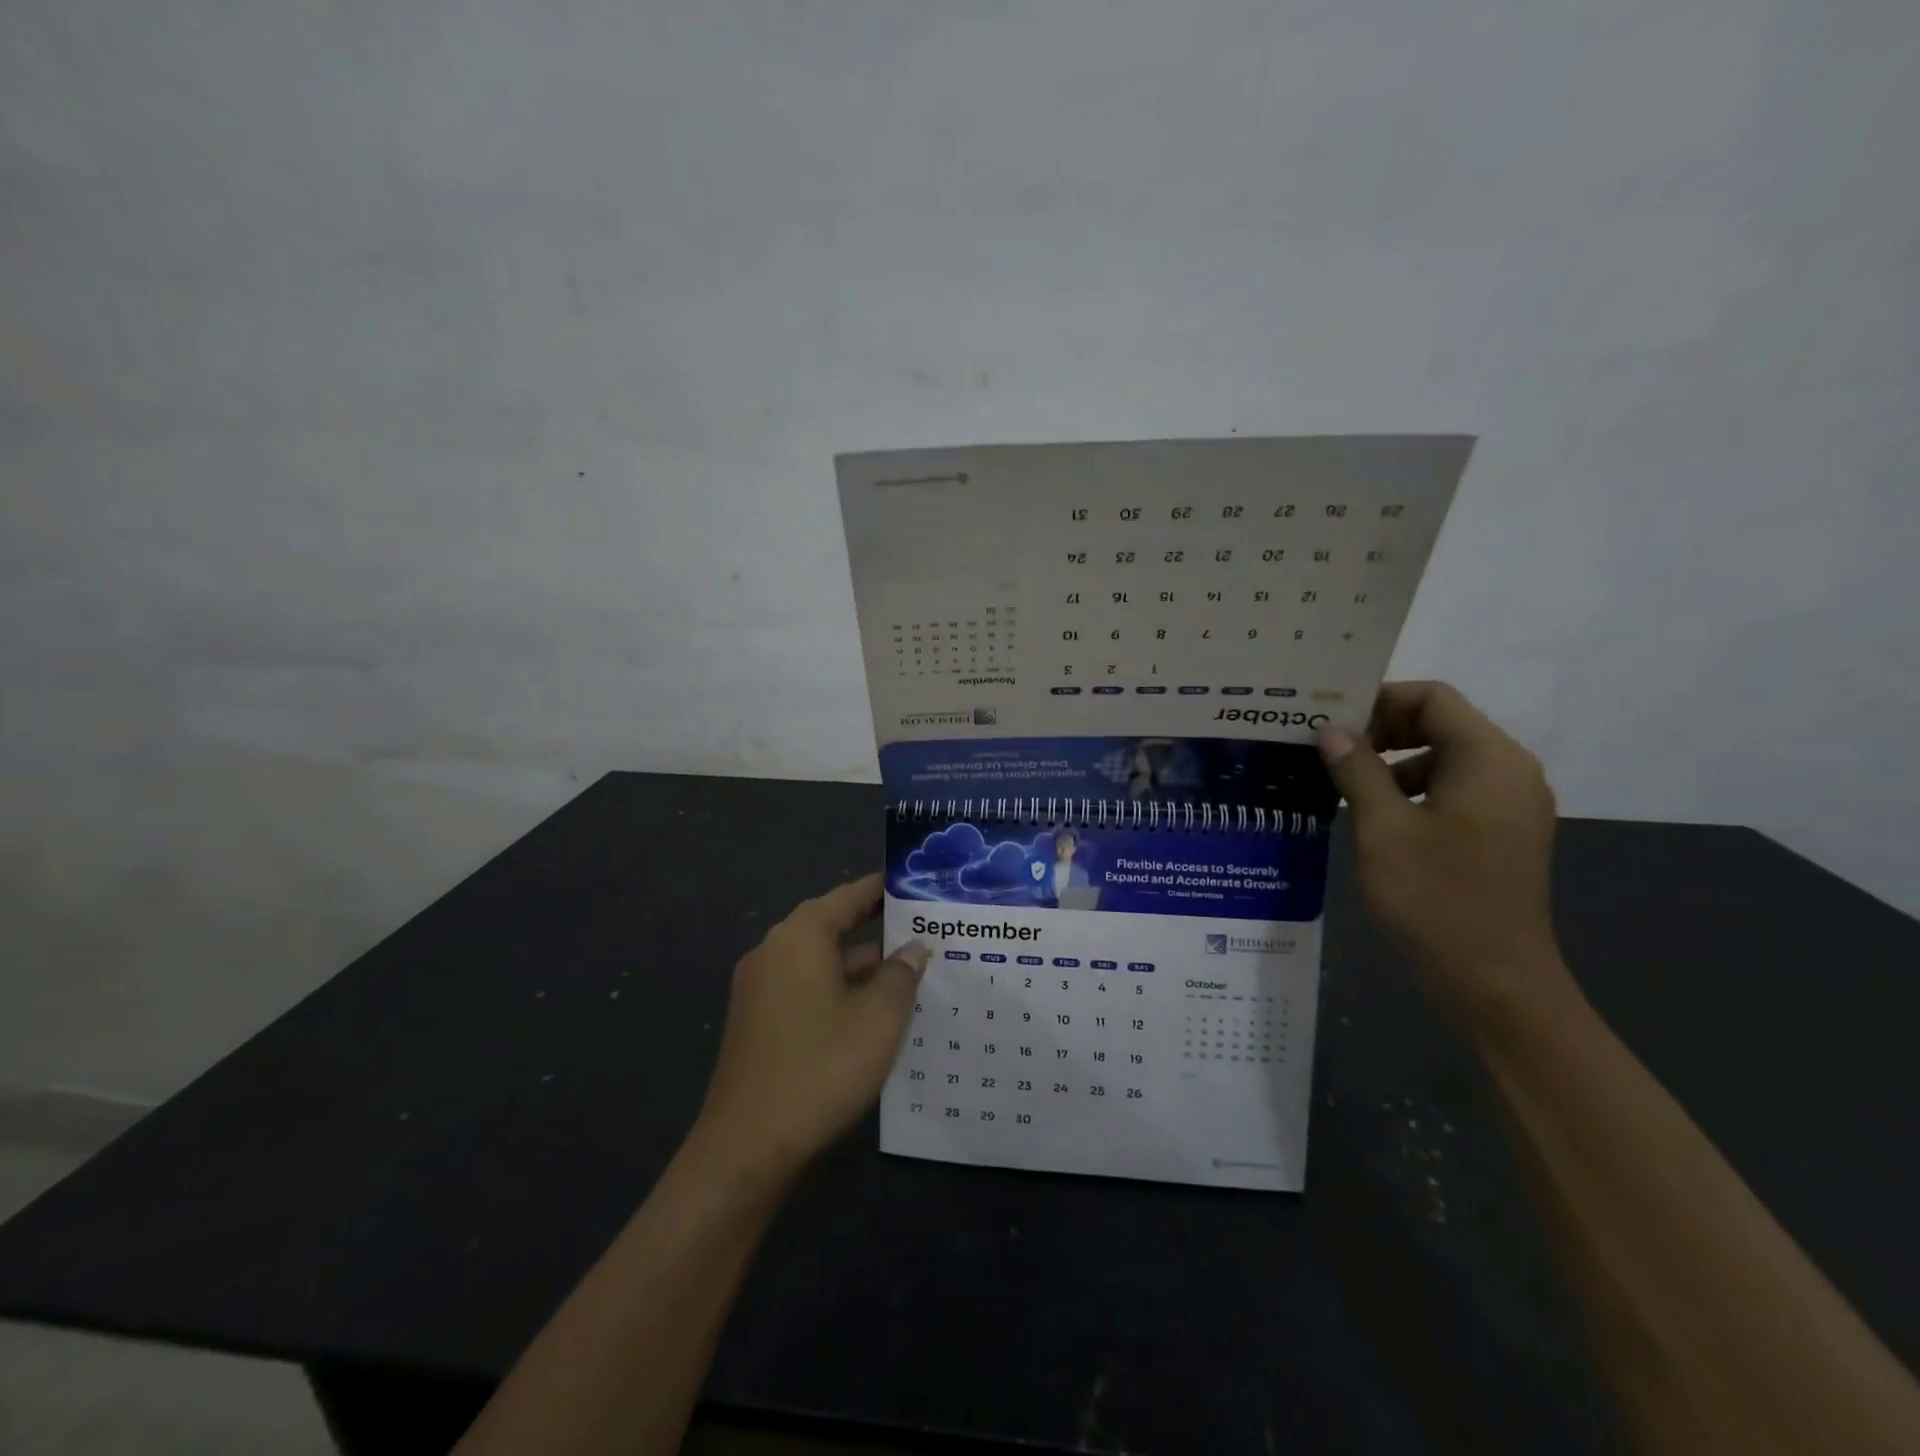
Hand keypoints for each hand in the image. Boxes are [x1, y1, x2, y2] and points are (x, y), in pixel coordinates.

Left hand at [692, 872, 928, 1183]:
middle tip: (922, 928)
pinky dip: (839, 991)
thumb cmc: (820, 1068)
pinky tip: (873, 1013)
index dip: (882, 889)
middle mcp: (773, 953)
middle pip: (831, 926)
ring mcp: (760, 990)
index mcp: (799, 938)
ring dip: (860, 966)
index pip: (847, 897)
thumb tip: (913, 948)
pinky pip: (806, 989)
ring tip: (910, 972)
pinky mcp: (758, 1023)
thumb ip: (900, 975)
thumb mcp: (878, 1019)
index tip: (914, 884)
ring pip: (820, 963)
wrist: (747, 1148)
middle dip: (876, 929)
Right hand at [1318, 681, 1576, 1028]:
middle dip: (1382, 730)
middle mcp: (1509, 772)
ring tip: (1343, 785)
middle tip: (1329, 750)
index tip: (1331, 722)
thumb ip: (1356, 771)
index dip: (1379, 700)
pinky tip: (1375, 818)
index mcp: (1488, 760)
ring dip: (1393, 762)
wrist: (1495, 984)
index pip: (1433, 698)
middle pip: (1441, 723)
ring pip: (1445, 758)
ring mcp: (1511, 805)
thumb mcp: (1382, 829)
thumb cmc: (1436, 899)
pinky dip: (1413, 790)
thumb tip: (1332, 730)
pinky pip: (1455, 790)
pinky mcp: (1502, 834)